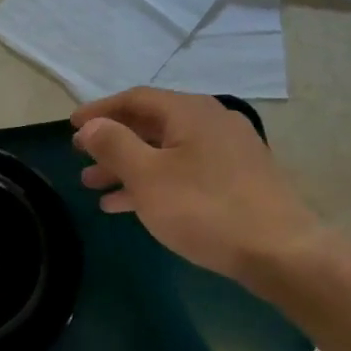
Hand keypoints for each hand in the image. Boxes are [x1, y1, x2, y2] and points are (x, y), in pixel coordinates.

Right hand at [72, 88, 326, 287]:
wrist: (280, 251)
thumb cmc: (204, 208)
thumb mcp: (148, 176)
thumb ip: (114, 145)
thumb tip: (90, 125)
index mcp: (190, 112)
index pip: (135, 99)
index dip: (99, 111)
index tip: (71, 127)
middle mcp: (211, 122)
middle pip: (150, 124)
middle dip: (112, 142)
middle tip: (80, 158)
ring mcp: (227, 152)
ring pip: (165, 152)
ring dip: (127, 167)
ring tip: (94, 187)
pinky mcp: (235, 180)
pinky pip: (182, 172)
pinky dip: (153, 182)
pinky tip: (130, 205)